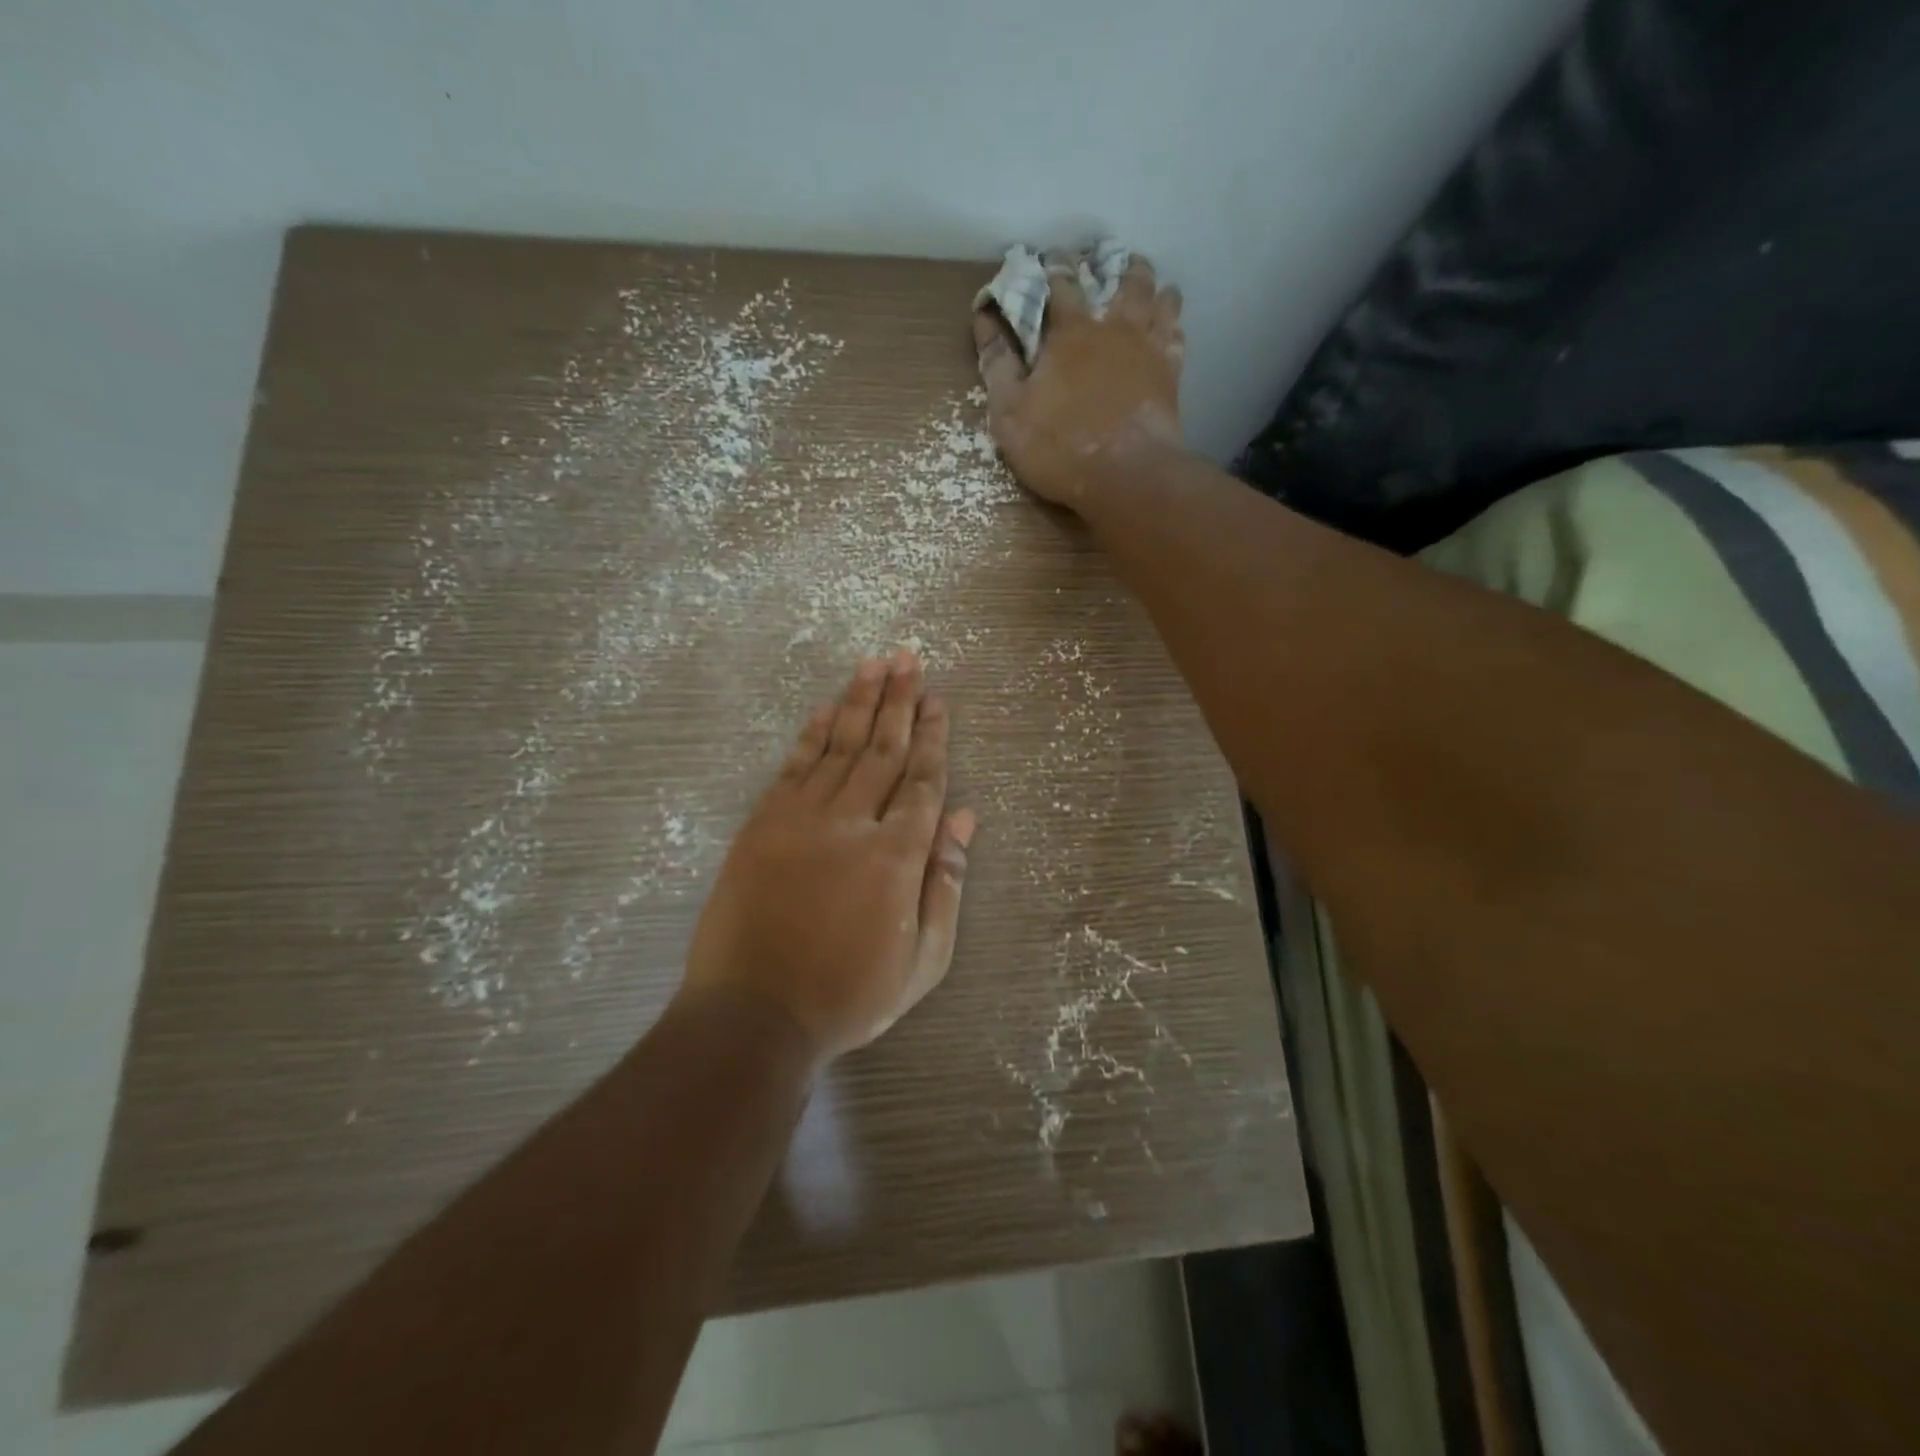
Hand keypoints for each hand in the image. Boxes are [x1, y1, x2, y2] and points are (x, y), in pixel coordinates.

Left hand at [682, 652, 974, 1063]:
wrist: (753, 1014)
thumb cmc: (849, 994)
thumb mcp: (923, 958)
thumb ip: (946, 883)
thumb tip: (966, 819)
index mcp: (897, 855)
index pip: (922, 781)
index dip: (932, 737)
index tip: (937, 700)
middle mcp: (852, 822)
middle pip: (883, 749)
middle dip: (900, 700)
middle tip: (910, 657)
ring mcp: (801, 818)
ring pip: (839, 746)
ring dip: (859, 701)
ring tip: (875, 662)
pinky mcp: (763, 824)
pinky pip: (793, 766)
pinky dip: (812, 733)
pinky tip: (826, 706)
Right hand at [971, 254, 1186, 511]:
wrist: (1126, 476)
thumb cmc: (1060, 447)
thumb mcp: (1009, 414)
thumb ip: (997, 365)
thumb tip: (984, 319)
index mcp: (1070, 332)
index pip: (1060, 283)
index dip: (1053, 267)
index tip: (1049, 258)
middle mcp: (1114, 327)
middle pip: (1121, 279)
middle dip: (1110, 264)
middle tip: (1106, 260)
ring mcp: (1148, 348)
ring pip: (1157, 297)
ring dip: (1149, 283)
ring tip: (1144, 280)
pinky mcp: (1171, 374)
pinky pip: (1176, 335)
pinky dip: (1171, 322)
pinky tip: (1168, 323)